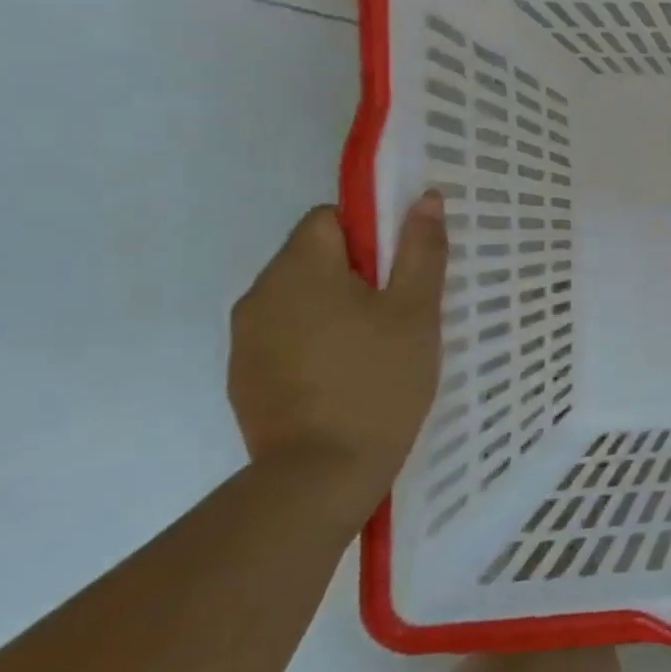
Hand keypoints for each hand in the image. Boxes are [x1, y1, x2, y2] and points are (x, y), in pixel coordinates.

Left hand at [228, 195, 446, 525]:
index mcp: (299, 270)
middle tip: (400, 311)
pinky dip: (316, 339)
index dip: (370, 233)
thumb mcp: (417, 311)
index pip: (328, 218)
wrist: (321, 473)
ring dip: (336, 306)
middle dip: (357, 272)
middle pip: (311, 256)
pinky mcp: (245, 374)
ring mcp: (246, 337)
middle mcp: (259, 293)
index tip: (401, 269)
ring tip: (377, 346)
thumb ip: (421, 250)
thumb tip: (424, 198)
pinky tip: (347, 374)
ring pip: (299, 297)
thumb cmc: (380, 380)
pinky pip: (286, 333)